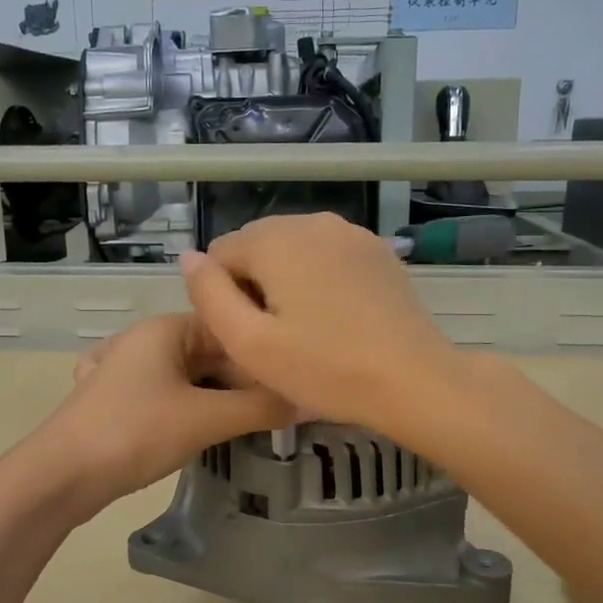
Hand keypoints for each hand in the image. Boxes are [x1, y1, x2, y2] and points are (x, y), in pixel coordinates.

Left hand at [29, 312, 292, 511]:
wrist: (60, 475)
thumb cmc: (136, 433)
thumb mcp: (206, 419)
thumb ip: (260, 408)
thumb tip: (308, 400)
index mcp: (165, 328)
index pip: (230, 327)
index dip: (263, 353)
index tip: (294, 382)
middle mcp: (145, 340)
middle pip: (210, 352)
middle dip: (243, 380)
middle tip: (279, 411)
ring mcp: (125, 369)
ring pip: (188, 376)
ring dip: (219, 397)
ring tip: (252, 423)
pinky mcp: (115, 400)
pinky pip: (165, 396)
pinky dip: (189, 409)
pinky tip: (204, 431)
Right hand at [179, 213, 463, 431]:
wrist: (414, 381)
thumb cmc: (325, 369)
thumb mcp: (249, 343)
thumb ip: (209, 295)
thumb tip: (189, 258)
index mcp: (276, 239)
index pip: (220, 254)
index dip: (222, 298)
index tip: (247, 336)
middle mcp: (312, 221)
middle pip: (257, 247)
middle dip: (253, 286)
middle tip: (274, 339)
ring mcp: (351, 233)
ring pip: (293, 252)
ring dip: (285, 283)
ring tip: (304, 332)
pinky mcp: (377, 252)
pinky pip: (327, 258)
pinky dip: (318, 281)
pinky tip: (334, 320)